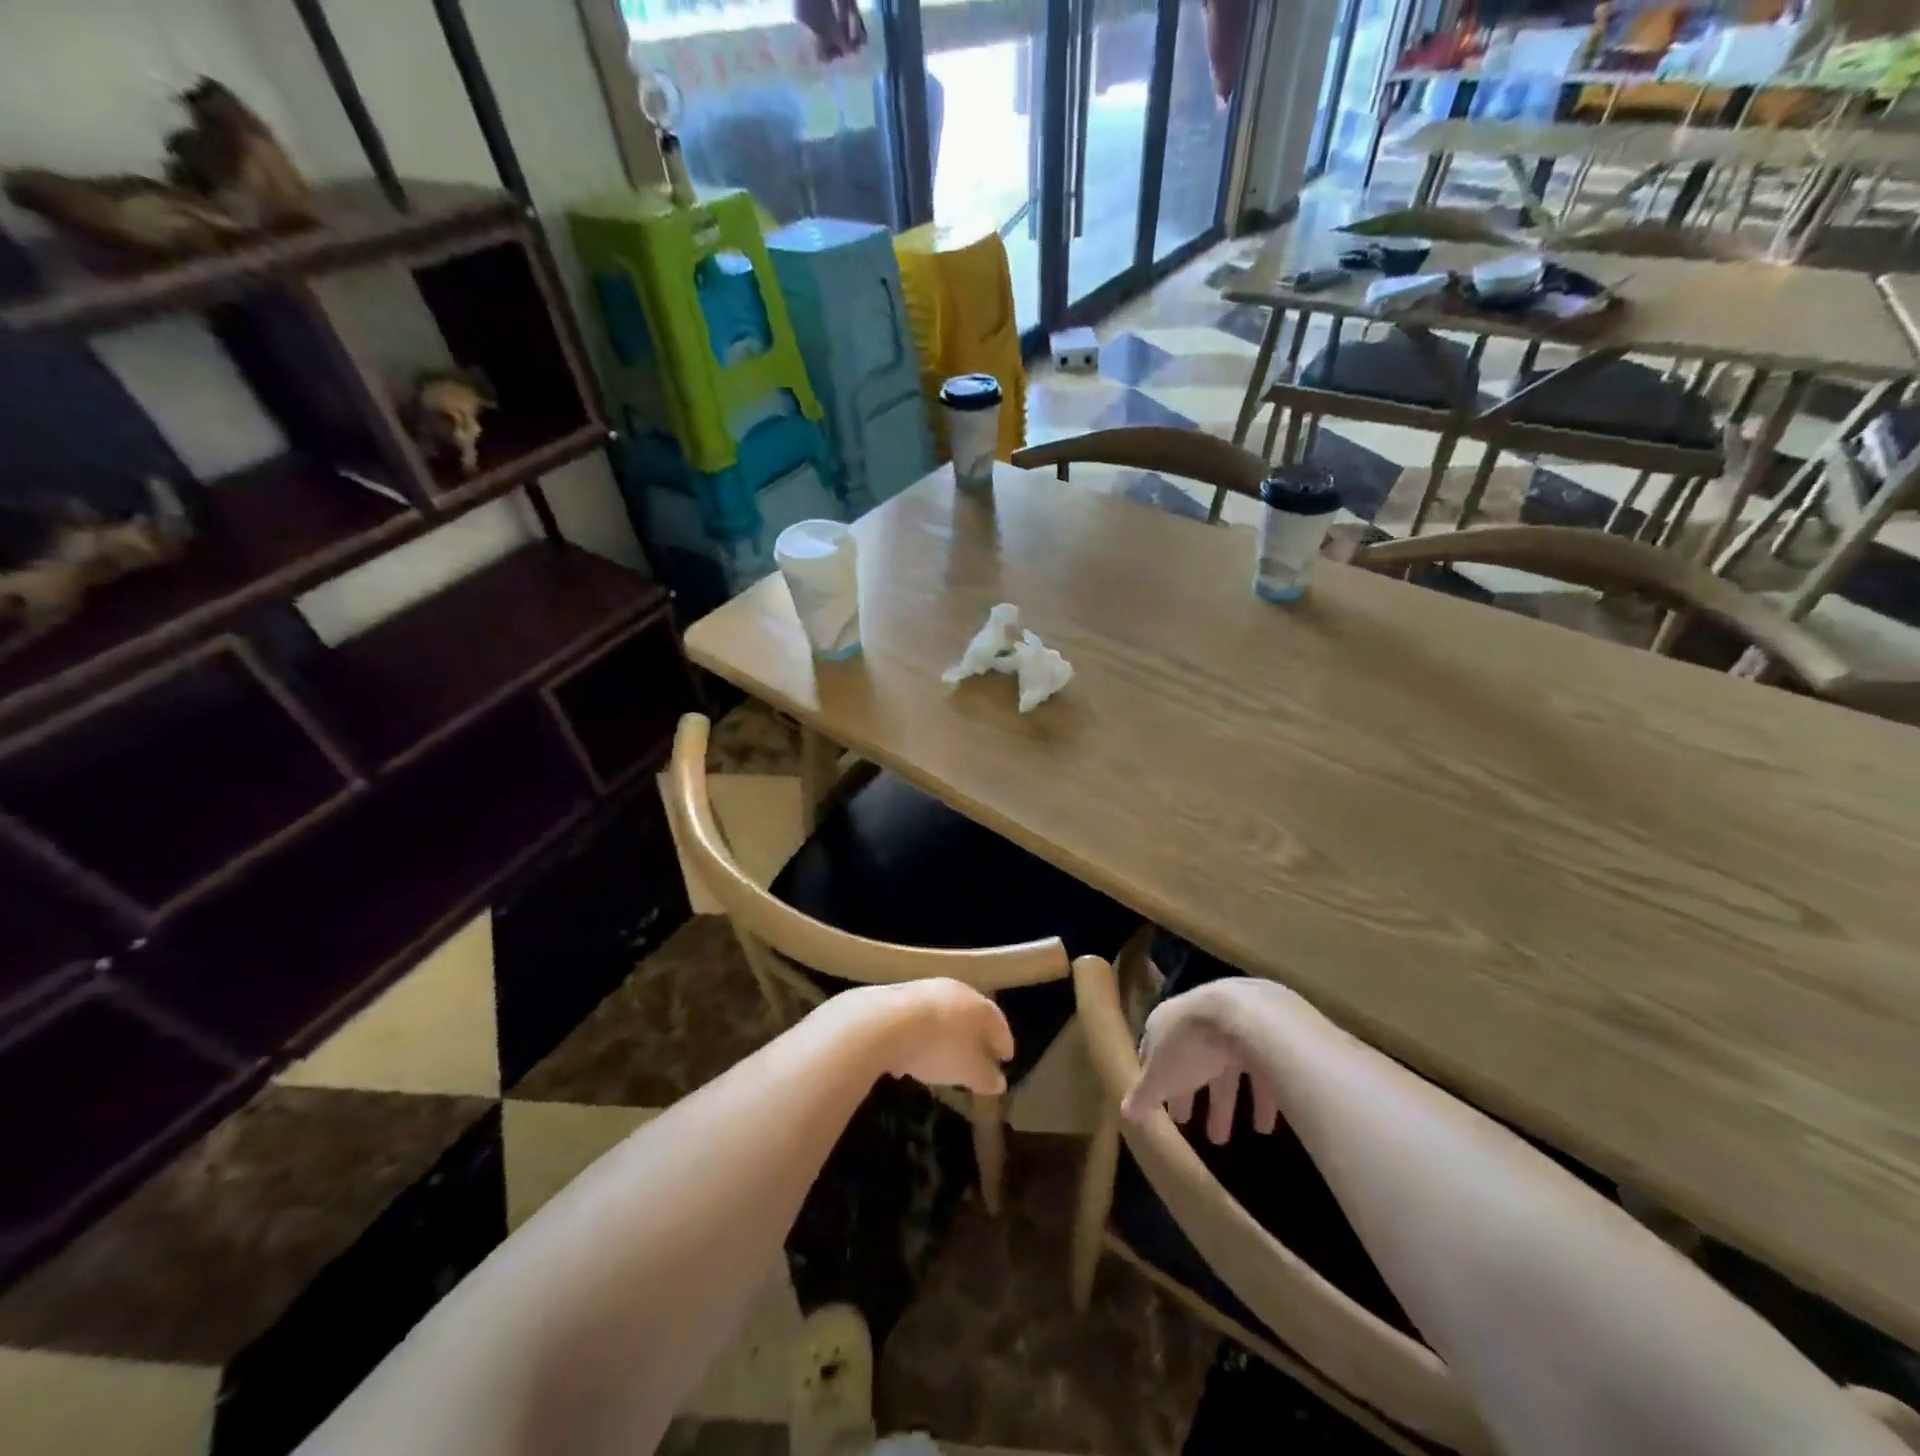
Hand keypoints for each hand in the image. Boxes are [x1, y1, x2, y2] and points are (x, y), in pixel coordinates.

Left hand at [837, 980, 1012, 1094]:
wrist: (886, 1022)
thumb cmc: (939, 1047)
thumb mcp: (969, 1072)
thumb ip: (986, 1077)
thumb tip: (999, 1081)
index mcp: (979, 1006)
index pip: (999, 1023)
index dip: (1004, 1043)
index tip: (1006, 1058)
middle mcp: (956, 990)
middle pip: (971, 1014)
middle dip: (975, 1036)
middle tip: (977, 1056)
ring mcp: (925, 989)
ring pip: (942, 1014)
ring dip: (945, 1035)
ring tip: (942, 1059)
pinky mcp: (897, 995)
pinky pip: (916, 1018)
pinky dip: (919, 1036)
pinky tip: (910, 1057)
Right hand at [1123, 981, 1280, 1144]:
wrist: (1243, 1017)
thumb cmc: (1189, 1046)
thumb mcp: (1161, 1077)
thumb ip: (1144, 1095)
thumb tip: (1124, 1112)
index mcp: (1164, 1024)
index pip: (1153, 1053)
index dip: (1155, 1082)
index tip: (1158, 1108)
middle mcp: (1194, 1020)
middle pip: (1190, 1062)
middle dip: (1190, 1095)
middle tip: (1188, 1126)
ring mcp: (1228, 1025)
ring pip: (1223, 1068)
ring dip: (1223, 1103)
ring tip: (1223, 1140)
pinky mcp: (1261, 1035)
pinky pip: (1257, 1070)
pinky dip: (1259, 1099)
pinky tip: (1263, 1126)